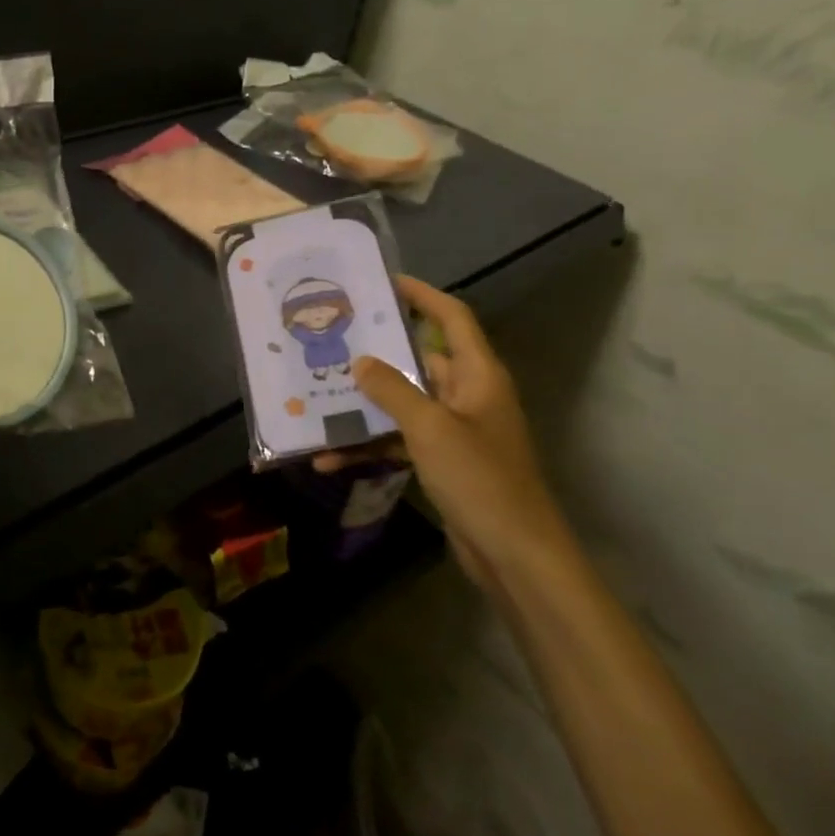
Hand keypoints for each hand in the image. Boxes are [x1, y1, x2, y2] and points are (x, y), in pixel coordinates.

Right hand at [314, 276, 571, 588]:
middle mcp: (467, 395)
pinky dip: (370, 446)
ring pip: (403, 403)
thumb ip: (393, 391)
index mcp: (477, 376)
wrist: (515, 555)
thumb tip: (361, 361)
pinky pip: (400, 441)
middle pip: (420, 360)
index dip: (423, 295)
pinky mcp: (443, 461)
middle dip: (378, 352)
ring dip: (365, 405)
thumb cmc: (480, 479)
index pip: (452, 318)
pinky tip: (330, 458)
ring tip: (319, 393)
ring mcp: (454, 430)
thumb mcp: (430, 428)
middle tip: (334, 339)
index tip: (385, 280)